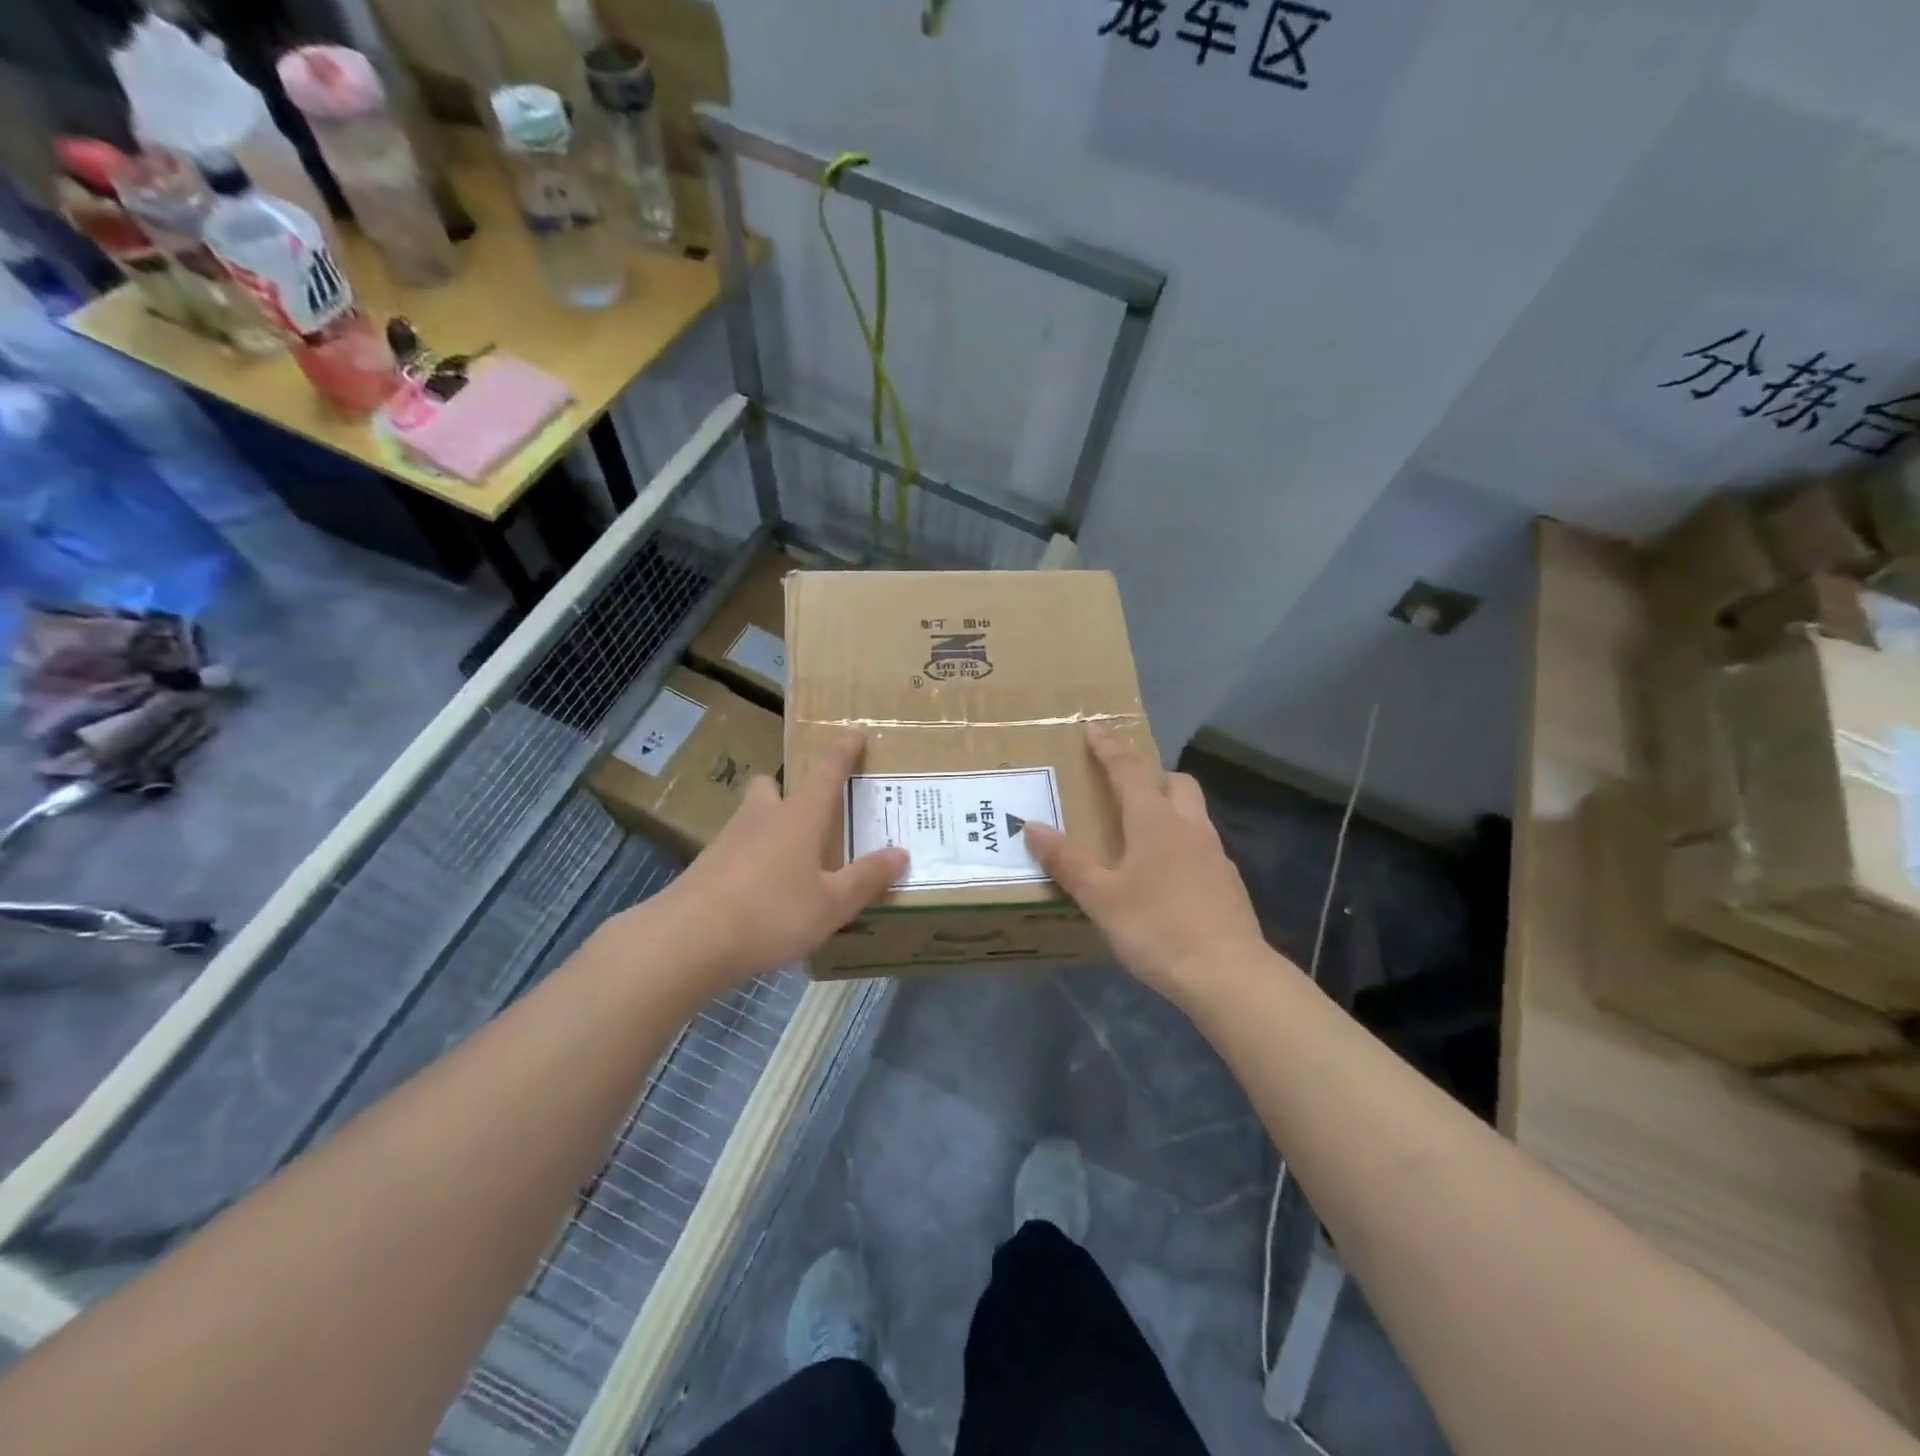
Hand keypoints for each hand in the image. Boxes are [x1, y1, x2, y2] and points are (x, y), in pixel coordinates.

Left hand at [637, 729, 907, 990]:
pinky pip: (734, 853)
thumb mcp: (832, 904)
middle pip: (770, 786)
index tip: (855, 730)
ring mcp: (726, 842)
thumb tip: (901, 853)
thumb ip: (866, 878)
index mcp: (798, 817)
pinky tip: (760, 895)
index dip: (843, 751)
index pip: (826, 773)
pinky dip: (751, 862)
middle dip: (786, 791)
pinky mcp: (703, 870)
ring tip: (790, 863)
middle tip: (807, 812)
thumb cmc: (772, 913)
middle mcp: (761, 819)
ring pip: (750, 819)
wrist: (687, 941)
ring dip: (768, 828)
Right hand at [1025, 725, 1267, 1002]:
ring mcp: (1215, 854)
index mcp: (1155, 821)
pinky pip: (1201, 845)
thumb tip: (1031, 826)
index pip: (1129, 771)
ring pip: (1192, 813)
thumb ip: (1066, 861)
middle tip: (1124, 788)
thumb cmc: (1156, 927)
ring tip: (1140, 833)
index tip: (1094, 728)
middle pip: (1175, 782)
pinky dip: (1181, 843)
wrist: (1227, 974)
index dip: (1109, 749)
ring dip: (1168, 808)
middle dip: (1151, 775)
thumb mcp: (1100, 897)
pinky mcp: (1228, 882)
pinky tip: (1165, 876)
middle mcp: (1189, 827)